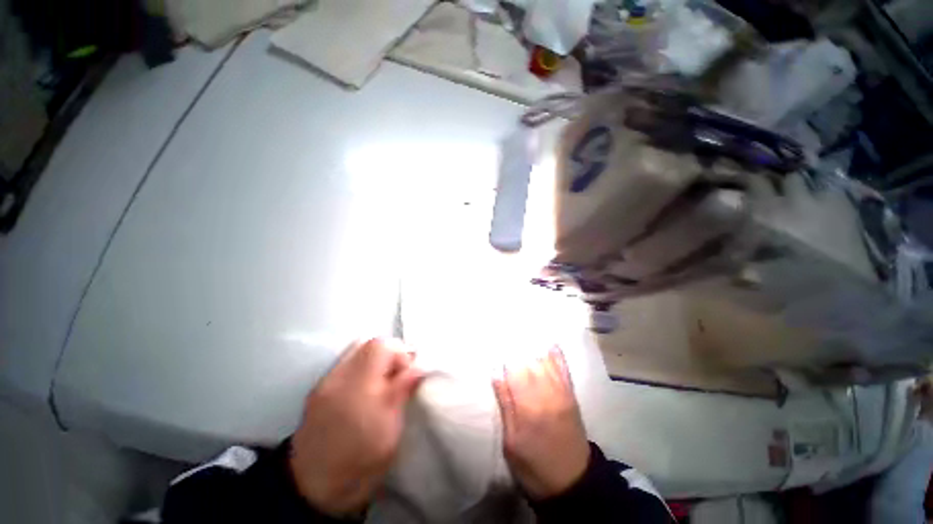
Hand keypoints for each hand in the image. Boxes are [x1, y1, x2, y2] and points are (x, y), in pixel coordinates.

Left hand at [289, 338, 422, 515]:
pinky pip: (345, 363)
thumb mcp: (390, 431)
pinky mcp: (318, 389)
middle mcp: (338, 377)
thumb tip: (418, 366)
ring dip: (375, 358)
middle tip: (397, 375)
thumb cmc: (359, 464)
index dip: (400, 353)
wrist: (312, 490)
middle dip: (389, 352)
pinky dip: (361, 367)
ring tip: (383, 381)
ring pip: (356, 350)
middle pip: (367, 342)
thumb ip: (402, 392)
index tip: (408, 373)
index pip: (381, 346)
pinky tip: (365, 388)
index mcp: (358, 387)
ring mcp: (325, 382)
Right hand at [493, 347, 590, 499]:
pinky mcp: (571, 396)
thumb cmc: (534, 465)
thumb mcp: (511, 442)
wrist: (573, 483)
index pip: (515, 369)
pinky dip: (556, 355)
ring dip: (534, 346)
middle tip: (506, 332)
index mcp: (529, 406)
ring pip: (545, 361)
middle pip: (530, 361)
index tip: (496, 341)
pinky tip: (549, 343)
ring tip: (523, 332)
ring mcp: (562, 392)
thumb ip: (505, 405)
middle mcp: (547, 393)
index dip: (505, 353)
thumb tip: (496, 373)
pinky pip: (564, 369)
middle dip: (517, 345)